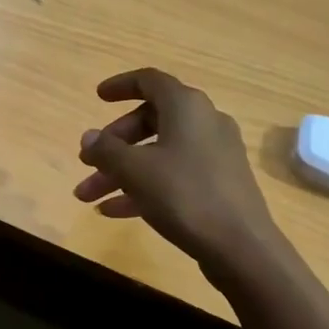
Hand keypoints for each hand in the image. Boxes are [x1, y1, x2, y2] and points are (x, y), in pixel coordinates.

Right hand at [73, 68, 279, 266]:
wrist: (242, 247)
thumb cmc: (184, 194)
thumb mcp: (135, 170)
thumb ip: (106, 150)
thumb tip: (88, 137)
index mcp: (186, 106)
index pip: (149, 81)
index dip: (121, 86)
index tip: (98, 97)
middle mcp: (204, 122)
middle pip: (150, 121)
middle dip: (113, 144)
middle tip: (87, 162)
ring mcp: (214, 155)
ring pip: (158, 153)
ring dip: (121, 172)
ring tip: (88, 196)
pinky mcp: (218, 184)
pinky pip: (173, 176)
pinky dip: (144, 188)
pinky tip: (113, 212)